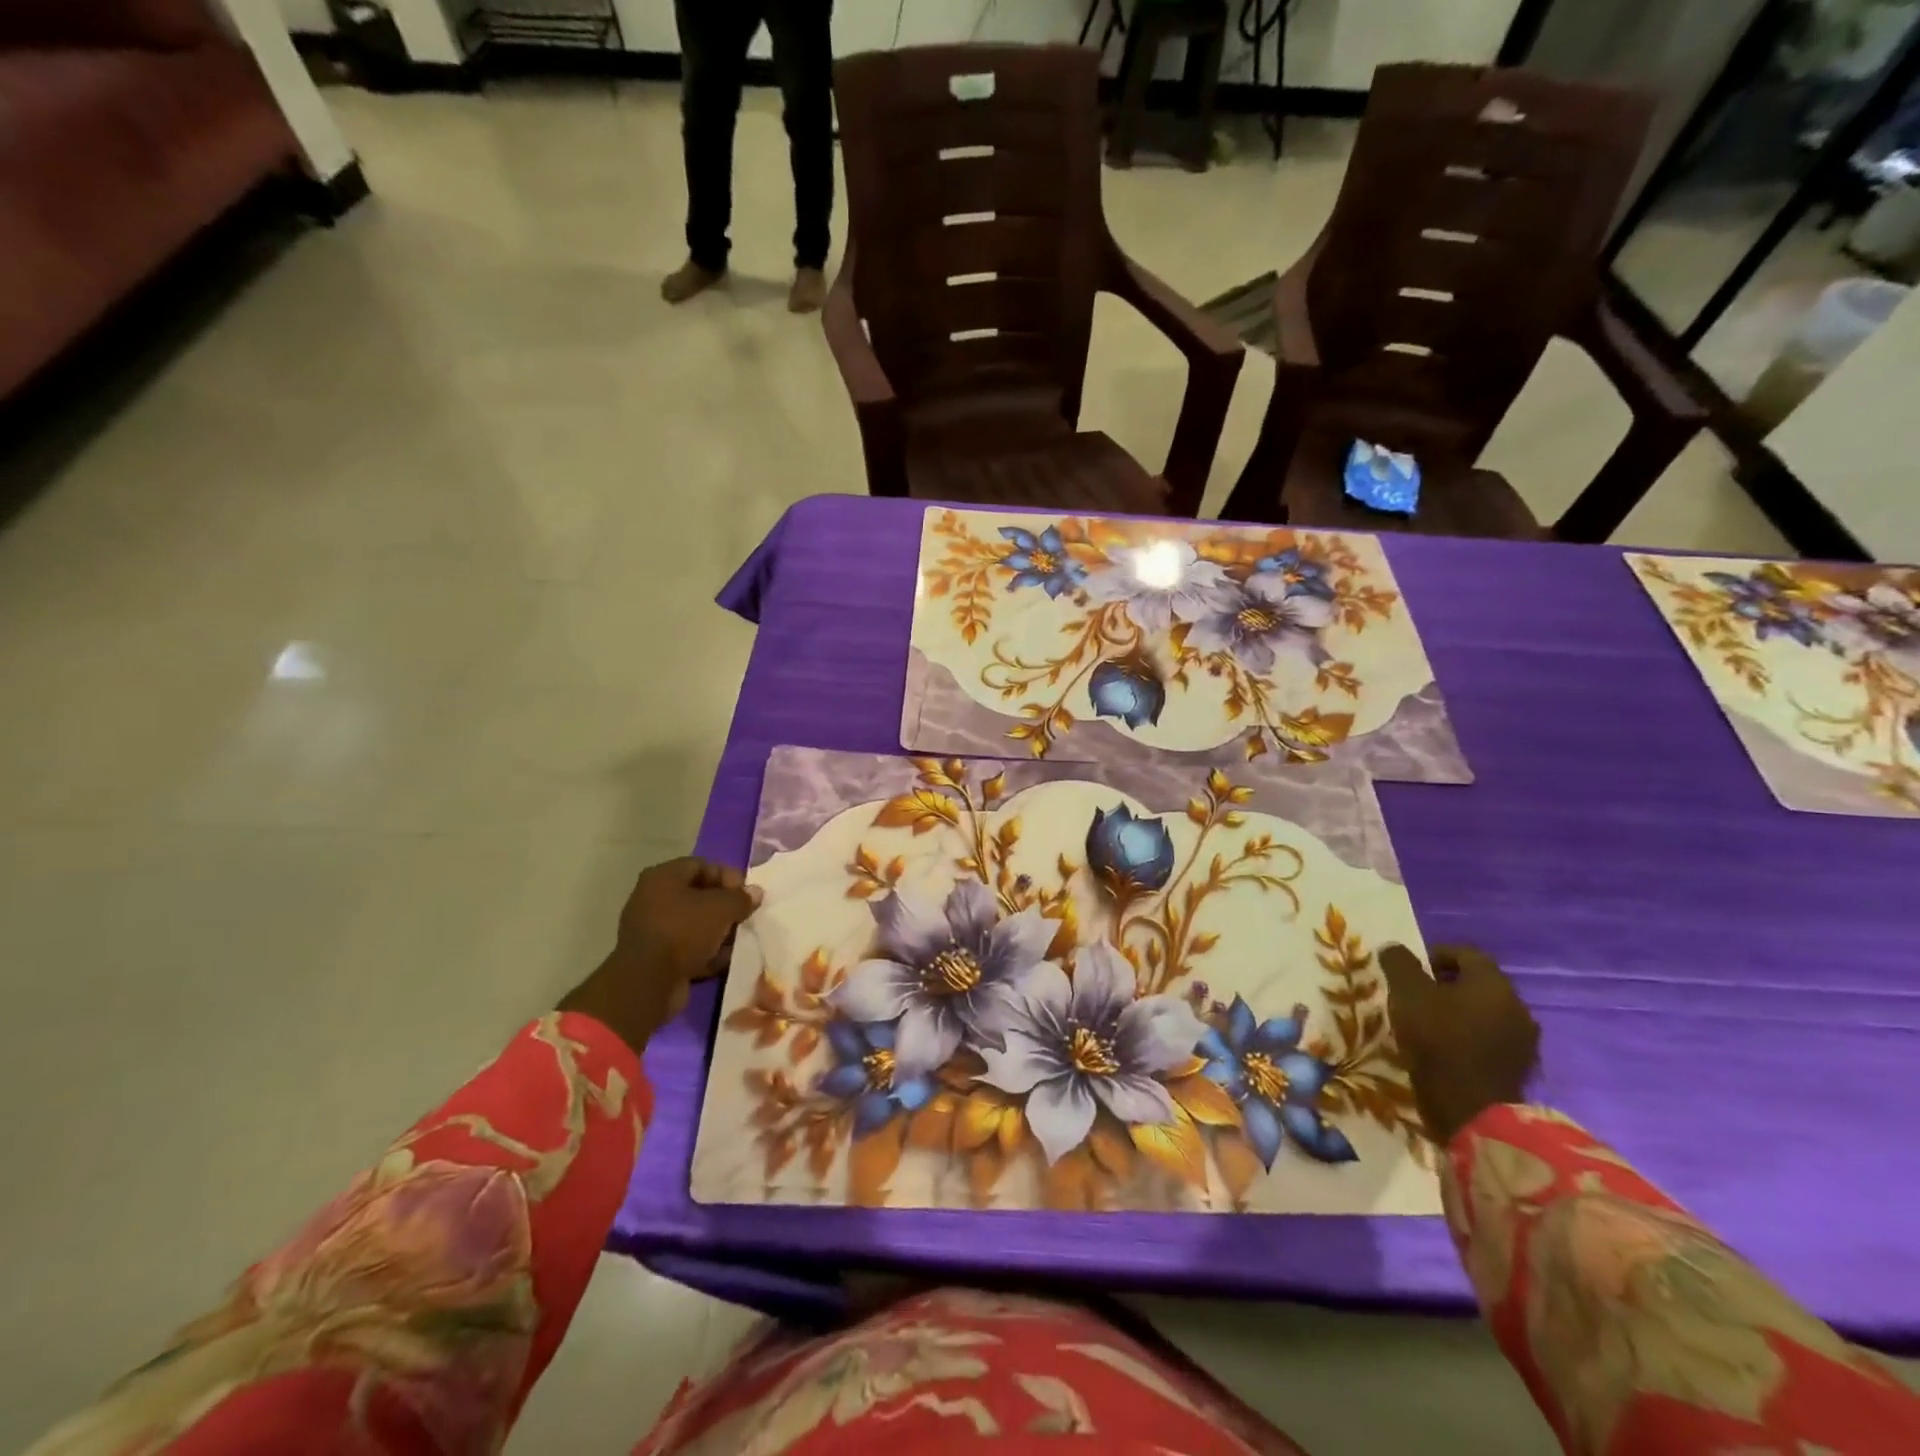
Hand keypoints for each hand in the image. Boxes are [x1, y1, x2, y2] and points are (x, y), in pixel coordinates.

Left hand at [558, 857, 760, 1054]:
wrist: (648, 983)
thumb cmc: (684, 931)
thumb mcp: (721, 908)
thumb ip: (741, 898)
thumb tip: (755, 892)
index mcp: (663, 877)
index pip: (702, 865)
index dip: (728, 876)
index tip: (747, 894)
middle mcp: (653, 898)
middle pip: (698, 896)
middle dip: (725, 907)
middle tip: (745, 917)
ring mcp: (652, 929)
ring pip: (694, 924)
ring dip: (718, 932)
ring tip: (738, 941)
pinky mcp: (655, 957)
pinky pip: (687, 948)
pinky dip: (705, 953)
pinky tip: (724, 961)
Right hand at [1378, 944, 1539, 1146]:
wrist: (1471, 1110)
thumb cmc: (1437, 1041)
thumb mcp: (1406, 994)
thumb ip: (1399, 964)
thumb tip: (1395, 948)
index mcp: (1493, 983)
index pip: (1466, 953)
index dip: (1434, 954)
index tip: (1409, 970)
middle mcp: (1517, 1006)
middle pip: (1478, 983)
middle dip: (1447, 985)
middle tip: (1416, 996)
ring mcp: (1523, 1040)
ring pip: (1486, 1013)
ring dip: (1459, 1012)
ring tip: (1429, 1024)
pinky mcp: (1520, 1068)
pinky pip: (1491, 1040)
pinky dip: (1470, 1037)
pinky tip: (1447, 1049)